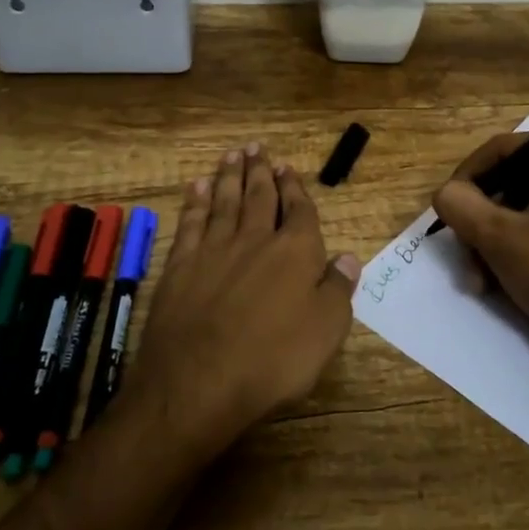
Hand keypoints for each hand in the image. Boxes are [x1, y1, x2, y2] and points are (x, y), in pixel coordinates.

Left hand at [126, 144, 359, 458]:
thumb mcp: (326, 331)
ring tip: (231, 155)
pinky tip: (197, 187)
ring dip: (229, 176)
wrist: (199, 382)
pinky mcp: (181, 265)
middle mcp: (255, 240)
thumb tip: (347, 257)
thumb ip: (337, 289)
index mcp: (295, 252)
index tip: (288, 168)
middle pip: (258, 196)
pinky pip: (191, 222)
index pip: (298, 210)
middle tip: (256, 148)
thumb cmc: (273, 361)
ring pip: (224, 201)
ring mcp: (214, 249)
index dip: (294, 188)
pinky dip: (195, 202)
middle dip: (260, 171)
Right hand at [431, 134, 528, 369]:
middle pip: (509, 182)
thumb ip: (461, 205)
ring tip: (478, 281)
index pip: (503, 149)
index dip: (467, 176)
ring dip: (489, 243)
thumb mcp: (500, 237)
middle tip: (464, 255)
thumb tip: (445, 195)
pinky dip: (512, 252)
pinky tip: (495, 284)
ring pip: (518, 211)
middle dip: (479, 222)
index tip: (447, 209)